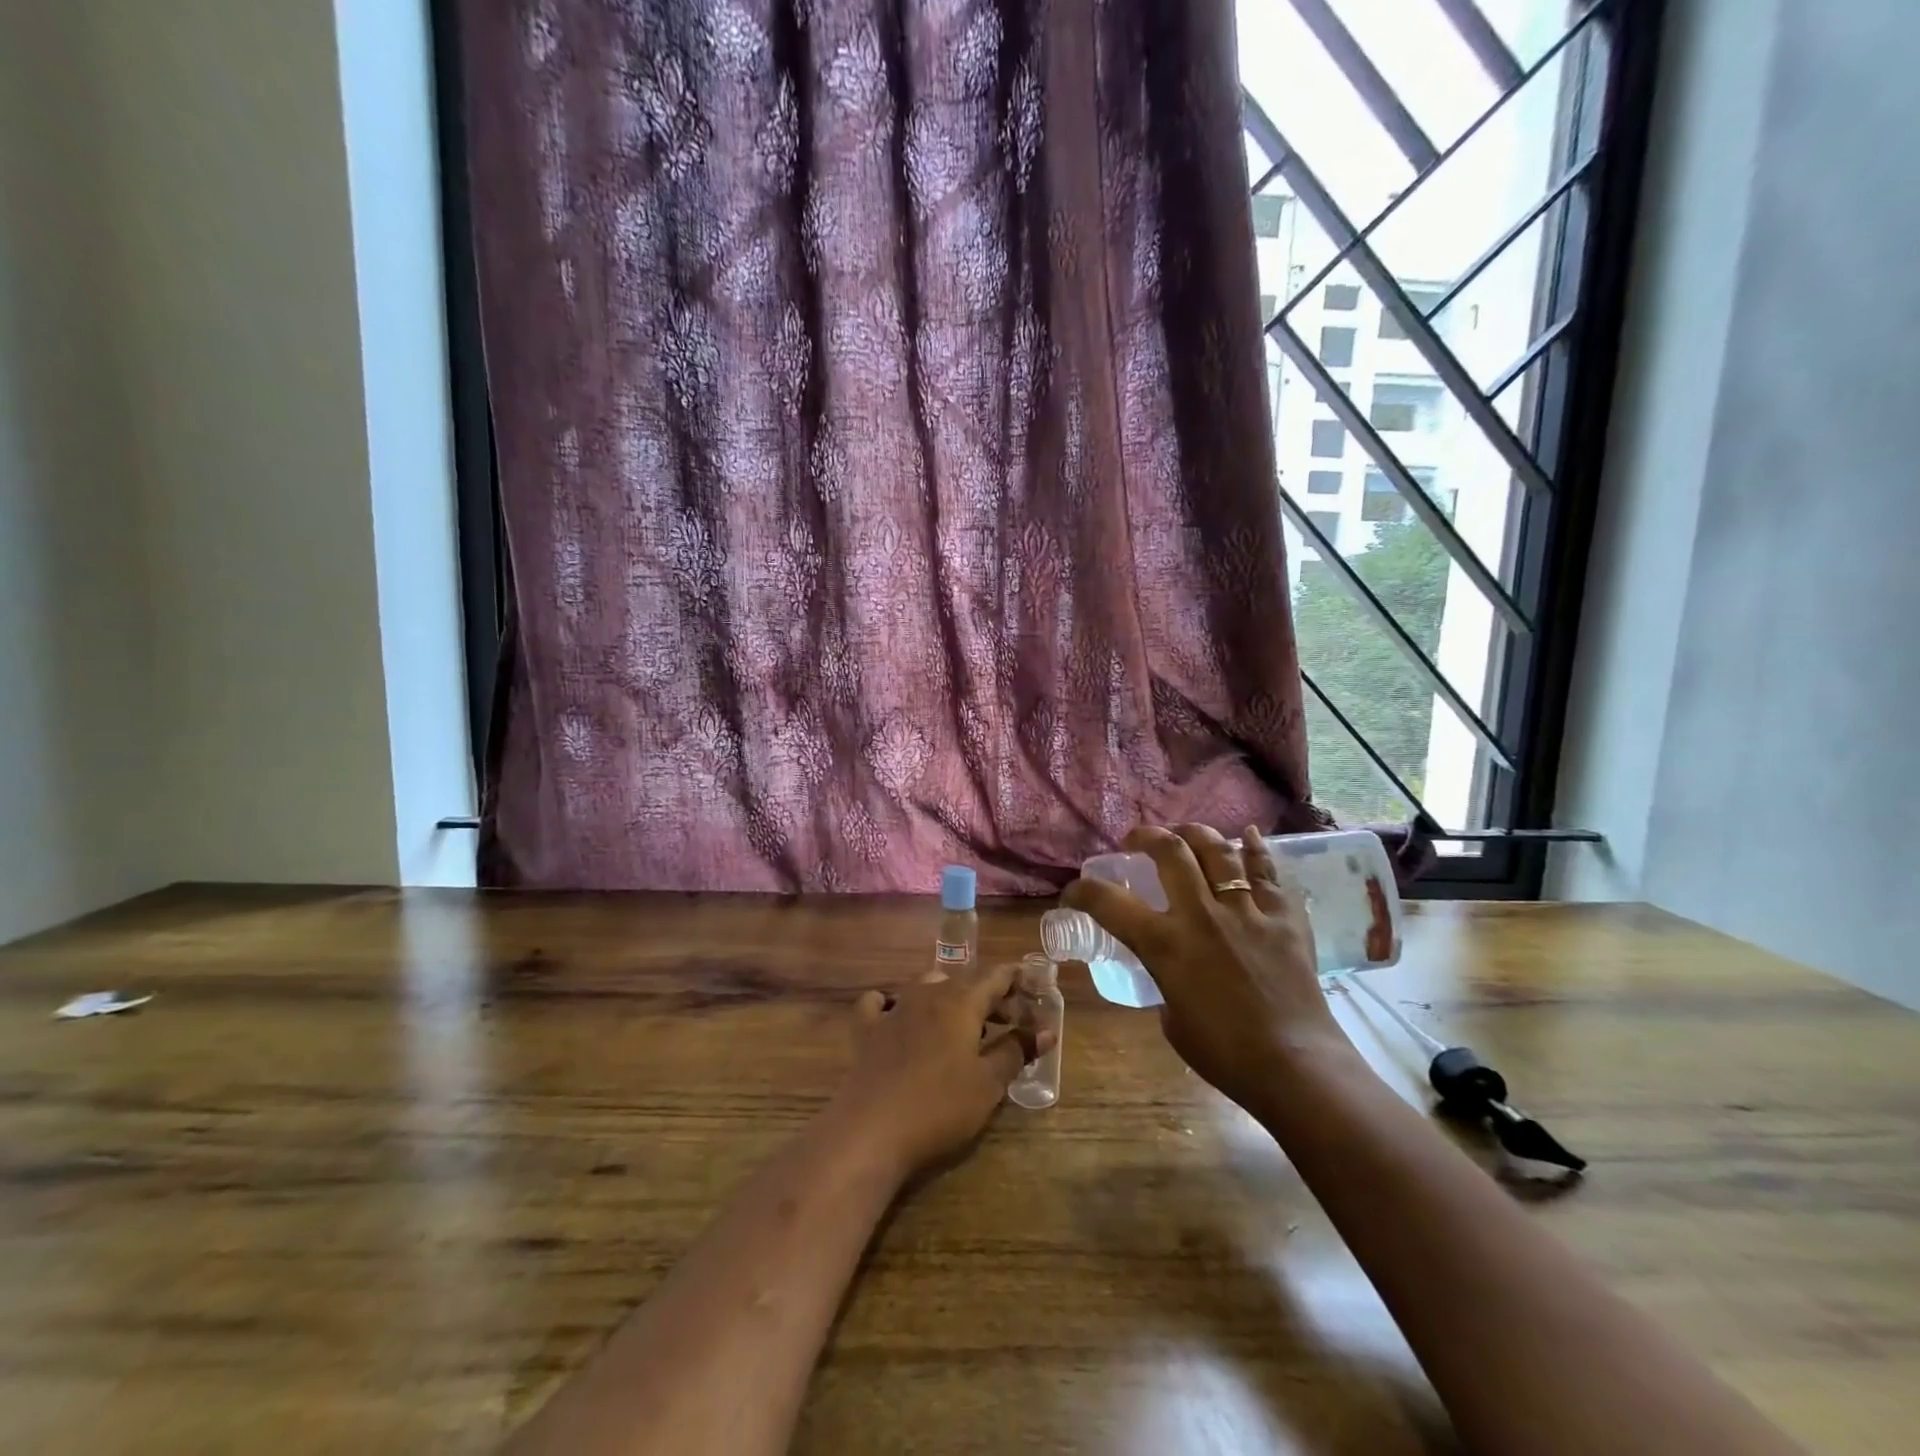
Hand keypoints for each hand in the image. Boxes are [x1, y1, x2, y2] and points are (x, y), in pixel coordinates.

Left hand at [829, 962, 1052, 1182]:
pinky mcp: (867, 1030)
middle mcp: (927, 994)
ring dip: (948, 997)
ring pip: (925, 986)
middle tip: (1010, 1018)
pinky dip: (891, 1002)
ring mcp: (893, 1009)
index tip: (1034, 987)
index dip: (1016, 979)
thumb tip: (1046, 1031)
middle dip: (989, 995)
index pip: (995, 977)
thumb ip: (1017, 1051)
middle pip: (964, 982)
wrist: (872, 1129)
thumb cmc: (940, 1105)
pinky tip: (894, 1013)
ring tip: (962, 1023)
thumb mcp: (988, 1083)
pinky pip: (878, 1003)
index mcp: (961, 1002)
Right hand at [1062, 824, 1351, 1116]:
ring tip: (1186, 834)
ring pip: (1219, 851)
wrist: (1294, 1066)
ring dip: (1196, 834)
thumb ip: (1166, 983)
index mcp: (1165, 944)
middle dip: (1147, 837)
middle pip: (1170, 852)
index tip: (1073, 891)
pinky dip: (1257, 850)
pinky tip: (1251, 835)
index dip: (1082, 891)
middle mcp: (1201, 914)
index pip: (1108, 903)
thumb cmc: (1224, 1054)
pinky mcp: (1283, 918)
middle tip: (1137, 841)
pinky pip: (1268, 872)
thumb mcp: (1172, 1019)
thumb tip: (1173, 974)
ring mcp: (1246, 911)